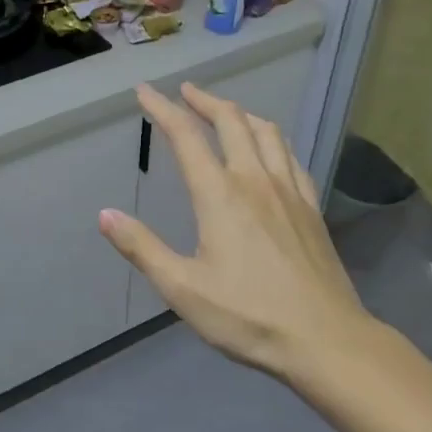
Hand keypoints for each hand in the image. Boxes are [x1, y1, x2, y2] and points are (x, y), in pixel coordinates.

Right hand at [98, 81, 370, 381]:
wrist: (326, 340)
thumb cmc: (248, 316)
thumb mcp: (183, 288)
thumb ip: (142, 248)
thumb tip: (105, 214)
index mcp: (220, 194)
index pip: (186, 136)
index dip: (162, 108)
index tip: (145, 91)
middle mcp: (255, 179)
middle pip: (230, 120)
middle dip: (204, 100)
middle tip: (185, 91)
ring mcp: (289, 190)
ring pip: (265, 131)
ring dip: (240, 113)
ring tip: (224, 111)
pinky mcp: (312, 206)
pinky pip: (290, 155)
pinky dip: (271, 138)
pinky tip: (270, 149)